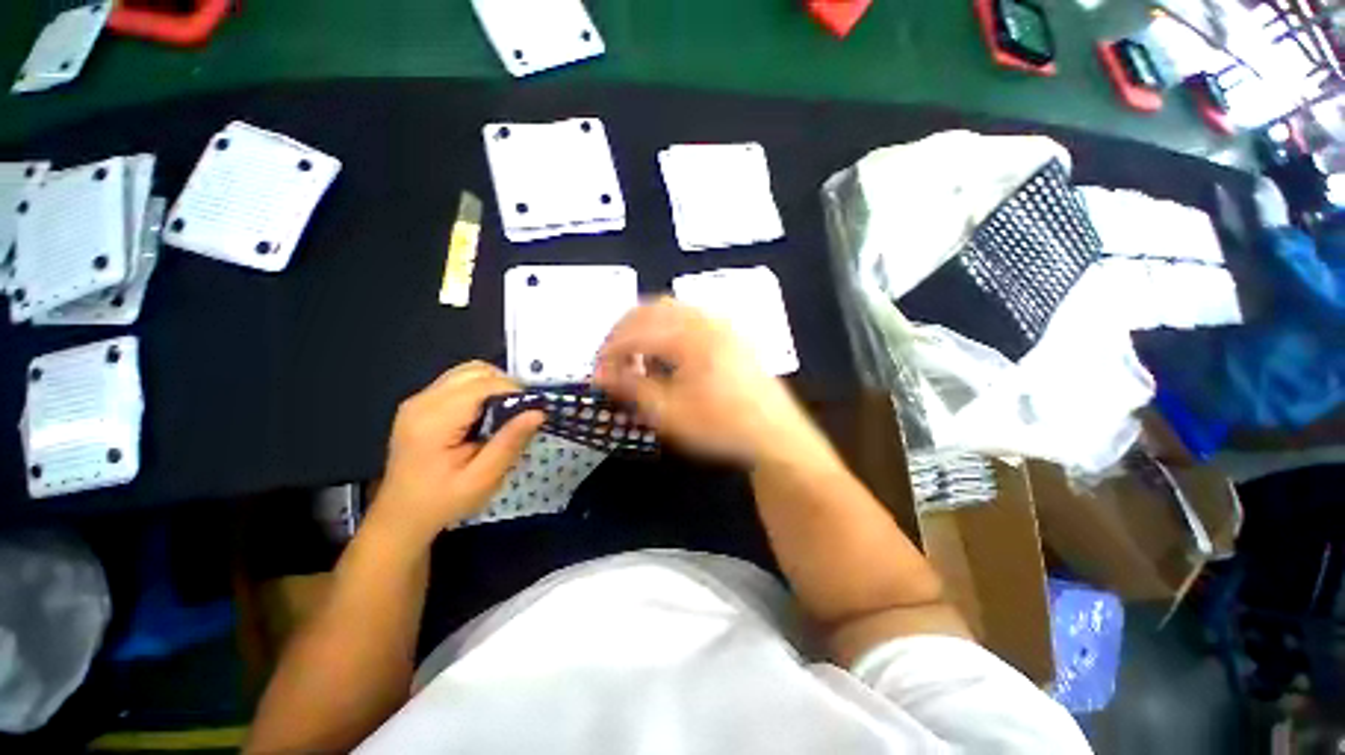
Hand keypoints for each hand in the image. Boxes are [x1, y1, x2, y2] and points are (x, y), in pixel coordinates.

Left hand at [366, 362, 543, 548]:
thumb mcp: (482, 478)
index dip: (514, 390)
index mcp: (435, 420)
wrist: (400, 517)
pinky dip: (480, 390)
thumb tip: (538, 412)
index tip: (534, 410)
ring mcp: (418, 401)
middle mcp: (423, 401)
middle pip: (474, 370)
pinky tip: (486, 415)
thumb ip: (510, 442)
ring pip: (467, 372)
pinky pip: (458, 383)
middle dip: (505, 385)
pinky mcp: (420, 404)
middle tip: (521, 412)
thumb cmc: (442, 501)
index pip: (483, 384)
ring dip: (493, 386)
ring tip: (505, 413)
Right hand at [594, 299, 833, 467]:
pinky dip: (667, 329)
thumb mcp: (669, 413)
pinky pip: (688, 318)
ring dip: (645, 328)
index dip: (609, 351)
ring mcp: (719, 323)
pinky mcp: (728, 332)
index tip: (597, 374)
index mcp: (688, 336)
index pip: (634, 332)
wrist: (774, 433)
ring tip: (636, 357)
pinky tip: (667, 355)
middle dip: (623, 332)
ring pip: (670, 309)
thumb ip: (632, 388)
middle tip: (612, 361)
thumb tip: (600, 375)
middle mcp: (703, 319)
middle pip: (649, 309)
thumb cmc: (720, 426)